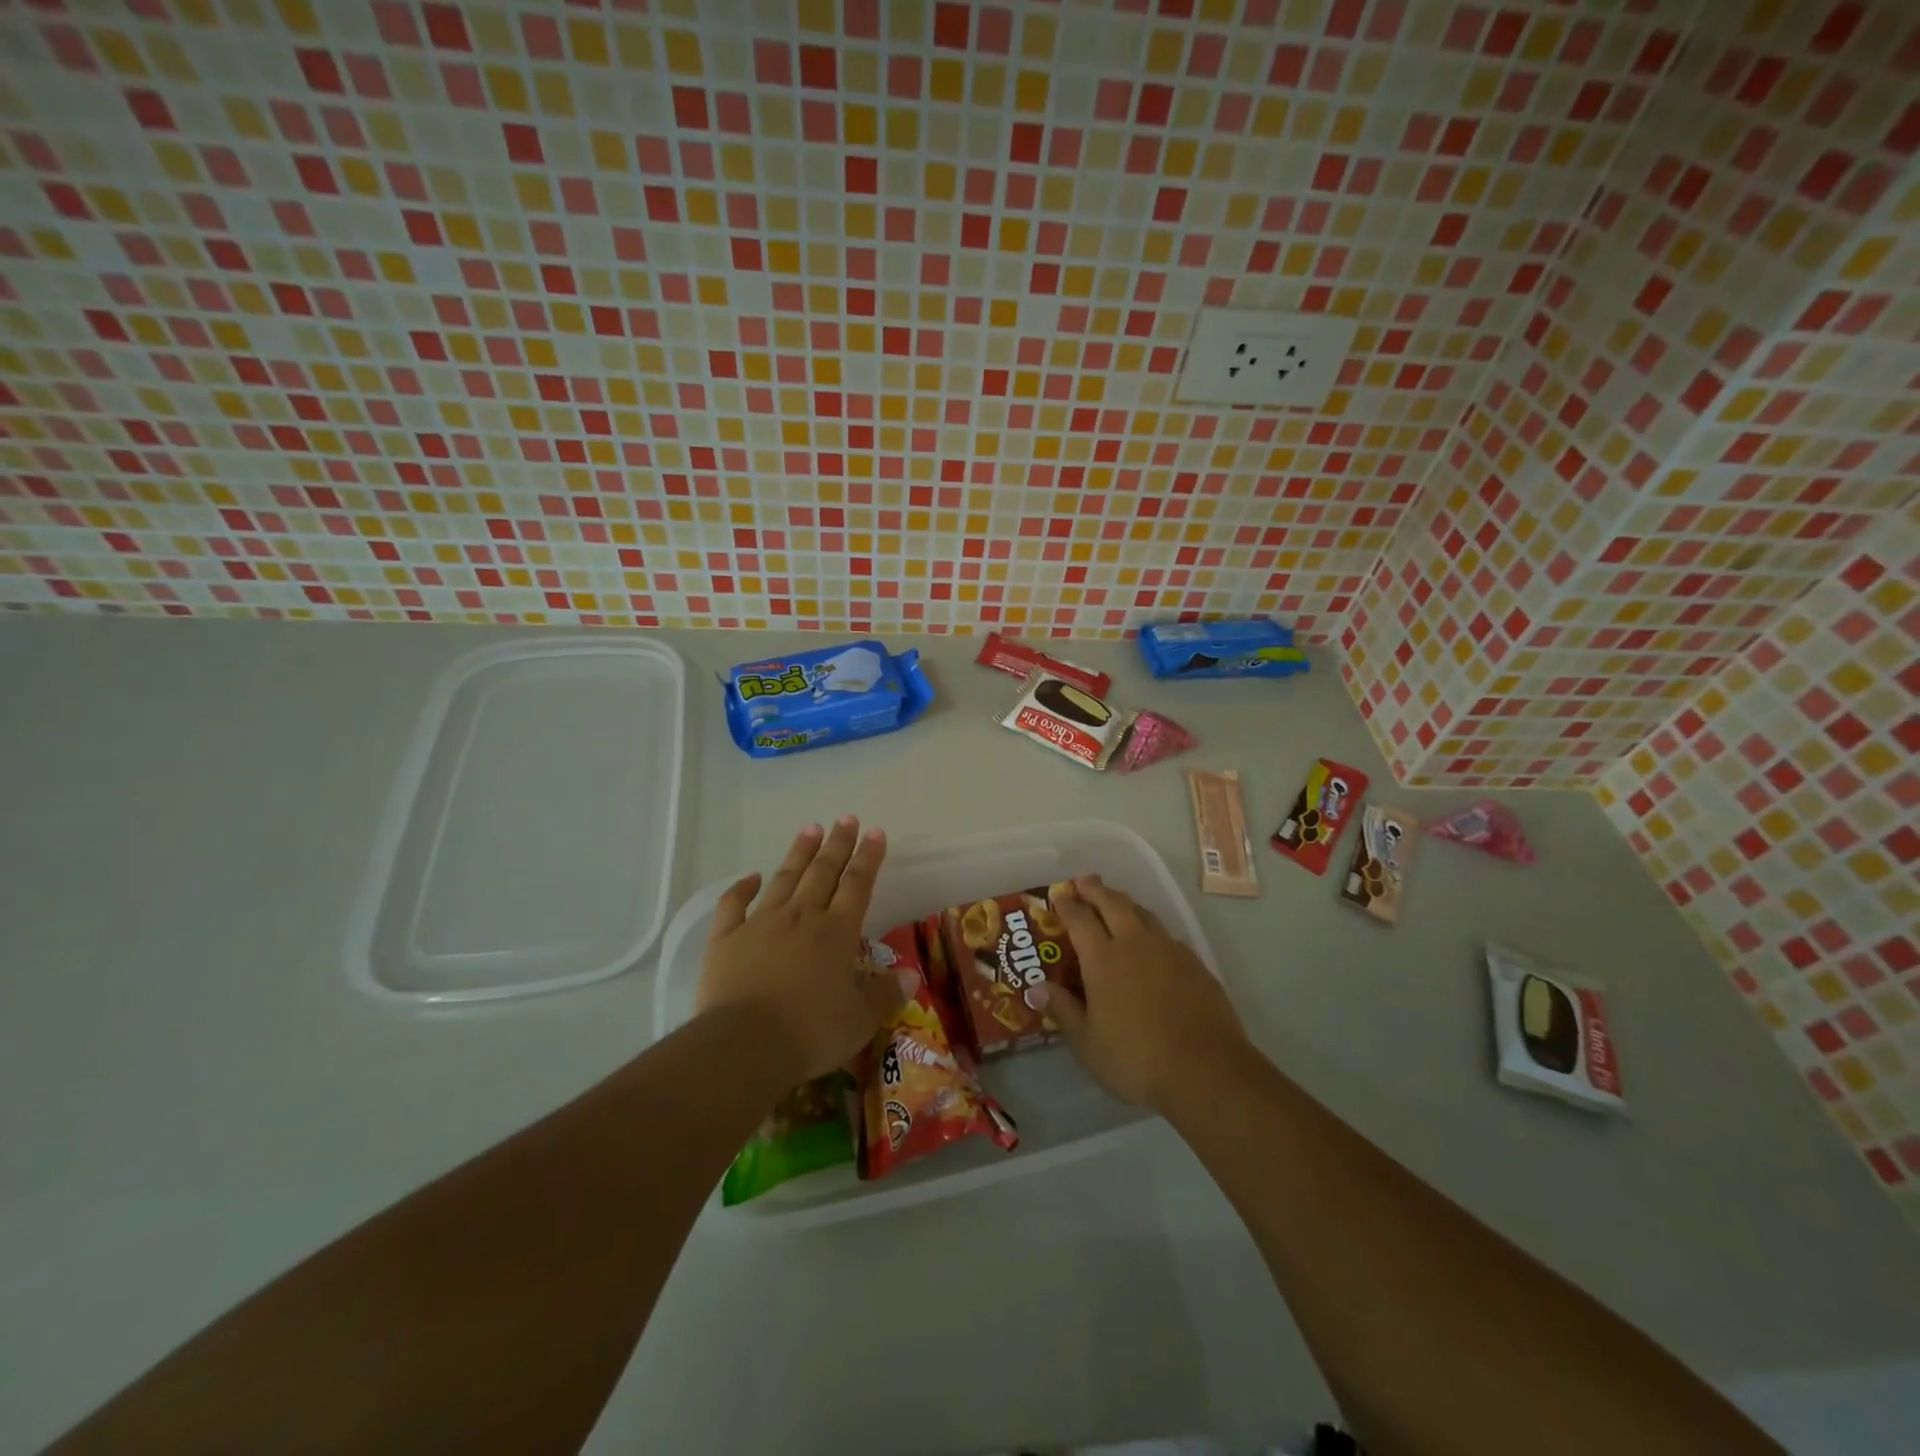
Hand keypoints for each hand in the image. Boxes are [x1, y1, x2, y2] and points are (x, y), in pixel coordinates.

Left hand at [695, 817, 904, 1086]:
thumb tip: (910, 976)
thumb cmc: (810, 1032)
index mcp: (837, 932)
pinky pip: (734, 905)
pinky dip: (742, 888)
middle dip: (837, 844)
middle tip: (846, 818)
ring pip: (785, 879)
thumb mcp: (860, 1020)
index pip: (857, 885)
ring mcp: (761, 924)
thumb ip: (885, 994)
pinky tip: (751, 877)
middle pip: (823, 872)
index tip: (875, 832)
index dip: (868, 857)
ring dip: (799, 853)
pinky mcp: (726, 939)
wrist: (744, 1045)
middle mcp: (801, 917)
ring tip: (810, 829)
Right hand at [1039, 874, 1245, 1112]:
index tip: (1059, 896)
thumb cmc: (1136, 1059)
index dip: (1067, 905)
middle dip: (1096, 890)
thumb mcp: (1088, 1043)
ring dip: (1126, 903)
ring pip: (1144, 913)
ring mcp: (1169, 950)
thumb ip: (1063, 1010)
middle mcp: (1135, 944)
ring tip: (1117, 902)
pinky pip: (1167, 935)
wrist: (1206, 1070)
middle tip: (1085, 881)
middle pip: (1114, 903)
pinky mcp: (1195, 964)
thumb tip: (1036, 988)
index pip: (1080, 919)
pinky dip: (1152, 929)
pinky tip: (1153, 942)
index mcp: (1103, 959)